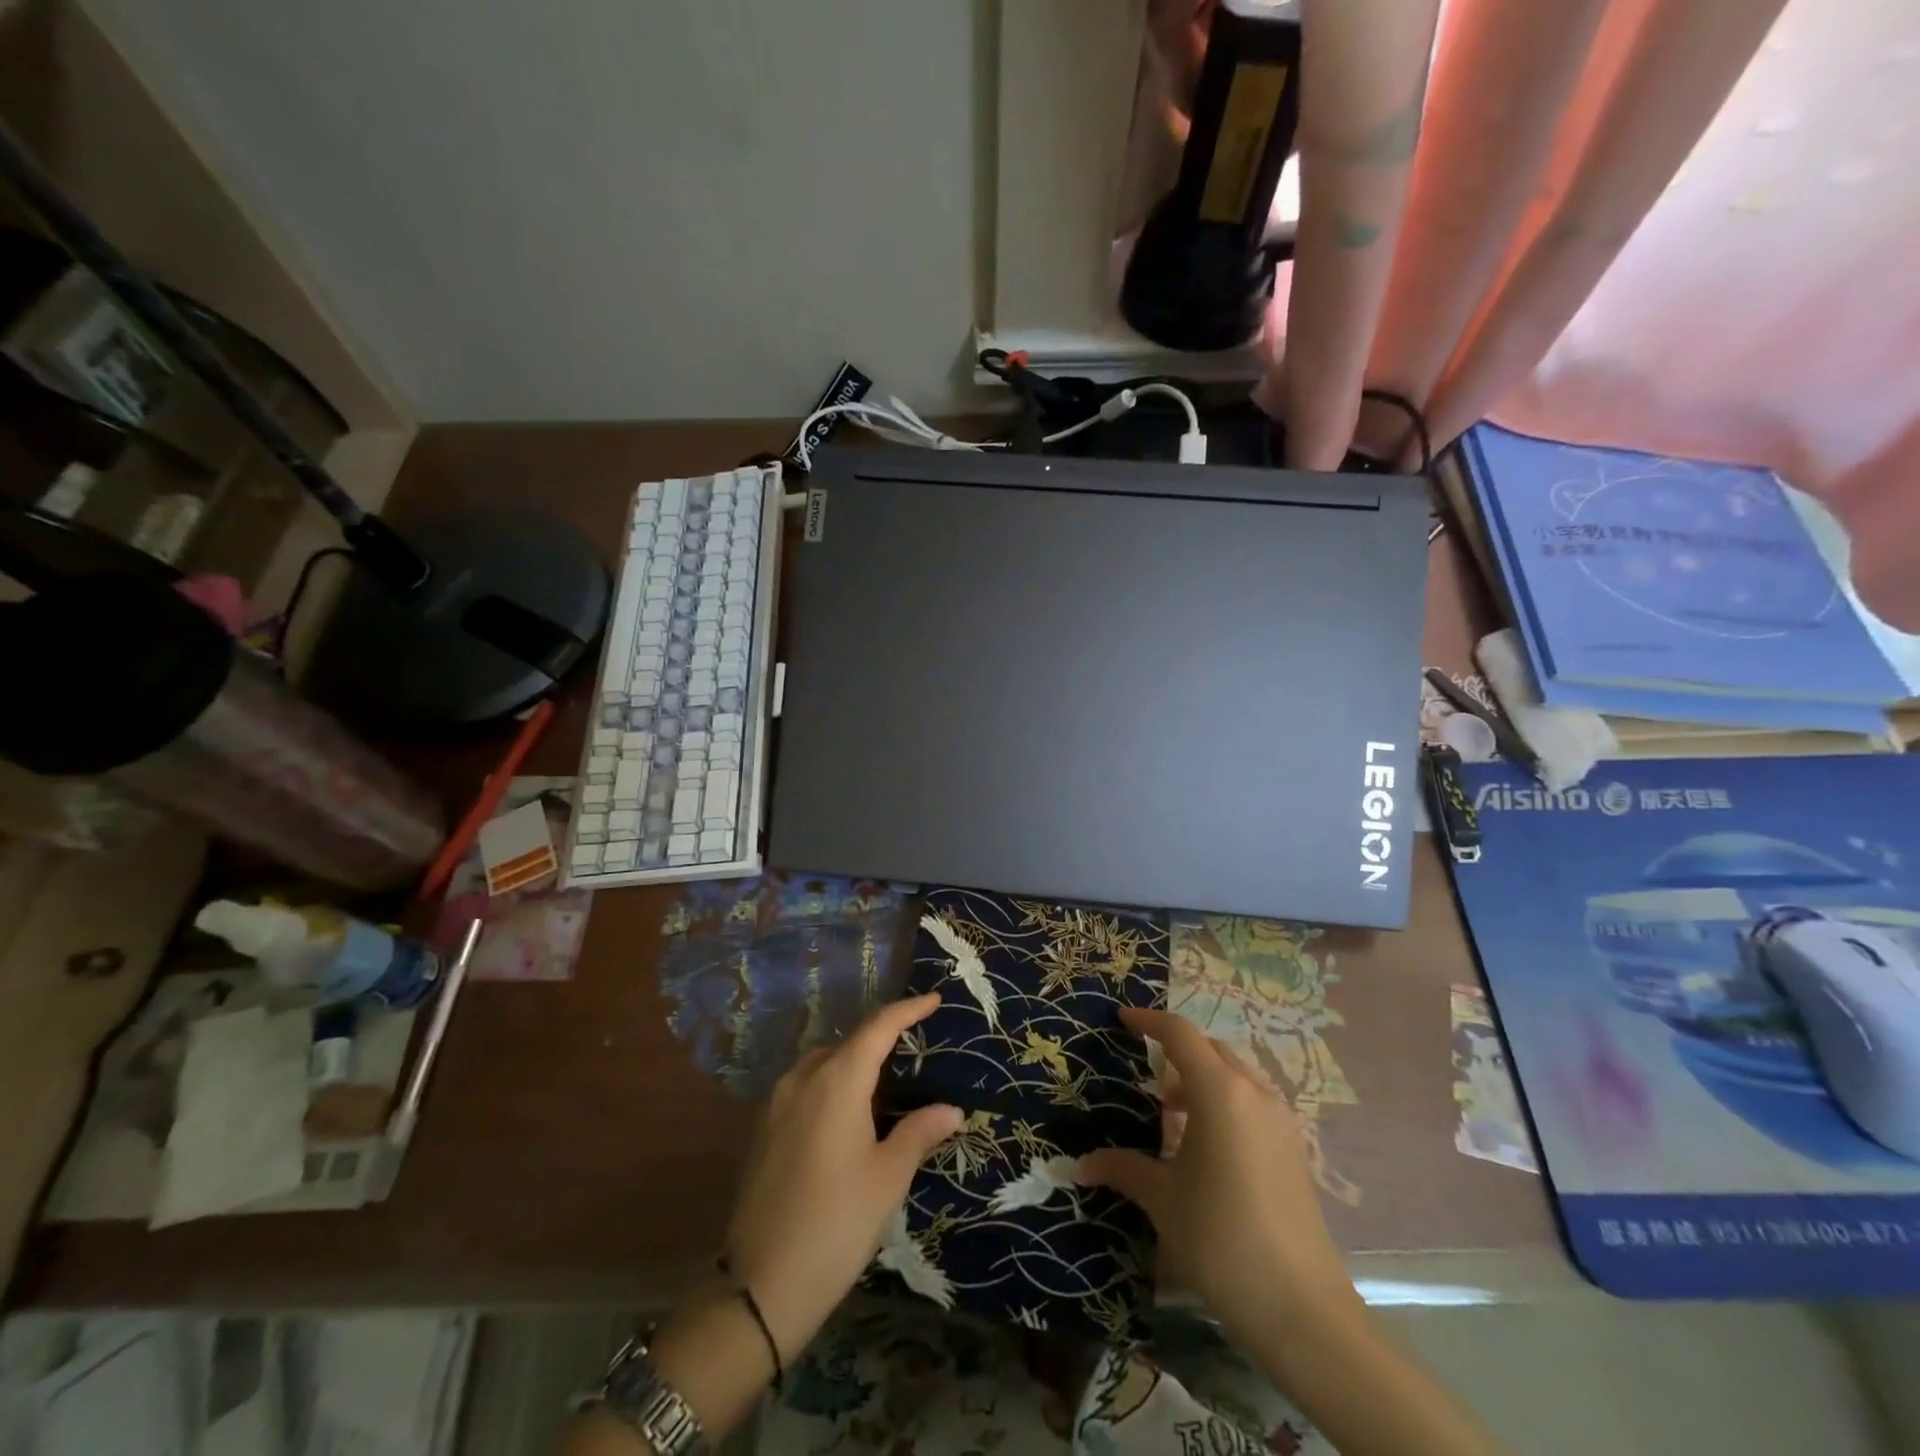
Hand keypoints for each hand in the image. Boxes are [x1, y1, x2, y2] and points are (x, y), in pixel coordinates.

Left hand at [725, 994, 961, 1361]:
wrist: (759, 1286)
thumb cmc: (836, 1224)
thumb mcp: (888, 1178)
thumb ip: (919, 1132)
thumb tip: (952, 1110)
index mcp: (837, 1080)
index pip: (878, 1027)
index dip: (907, 1010)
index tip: (933, 1000)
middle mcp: (803, 1077)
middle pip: (849, 1041)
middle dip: (883, 1038)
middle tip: (917, 1048)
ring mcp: (777, 1101)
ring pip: (824, 1062)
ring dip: (855, 1061)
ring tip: (887, 1080)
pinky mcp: (764, 1127)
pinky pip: (806, 1085)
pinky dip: (833, 1083)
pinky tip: (849, 1112)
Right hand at [1078, 1008, 1358, 1347]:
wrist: (1301, 1307)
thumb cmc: (1220, 1237)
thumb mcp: (1162, 1199)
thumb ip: (1122, 1168)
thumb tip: (1082, 1164)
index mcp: (1219, 1091)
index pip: (1180, 1034)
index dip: (1149, 1021)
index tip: (1123, 1020)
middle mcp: (1254, 1093)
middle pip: (1211, 1050)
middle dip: (1177, 1053)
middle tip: (1145, 1075)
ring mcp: (1280, 1120)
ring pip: (1235, 1076)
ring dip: (1203, 1080)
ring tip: (1173, 1115)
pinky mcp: (1294, 1148)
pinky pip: (1252, 1103)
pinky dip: (1225, 1104)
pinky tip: (1206, 1147)